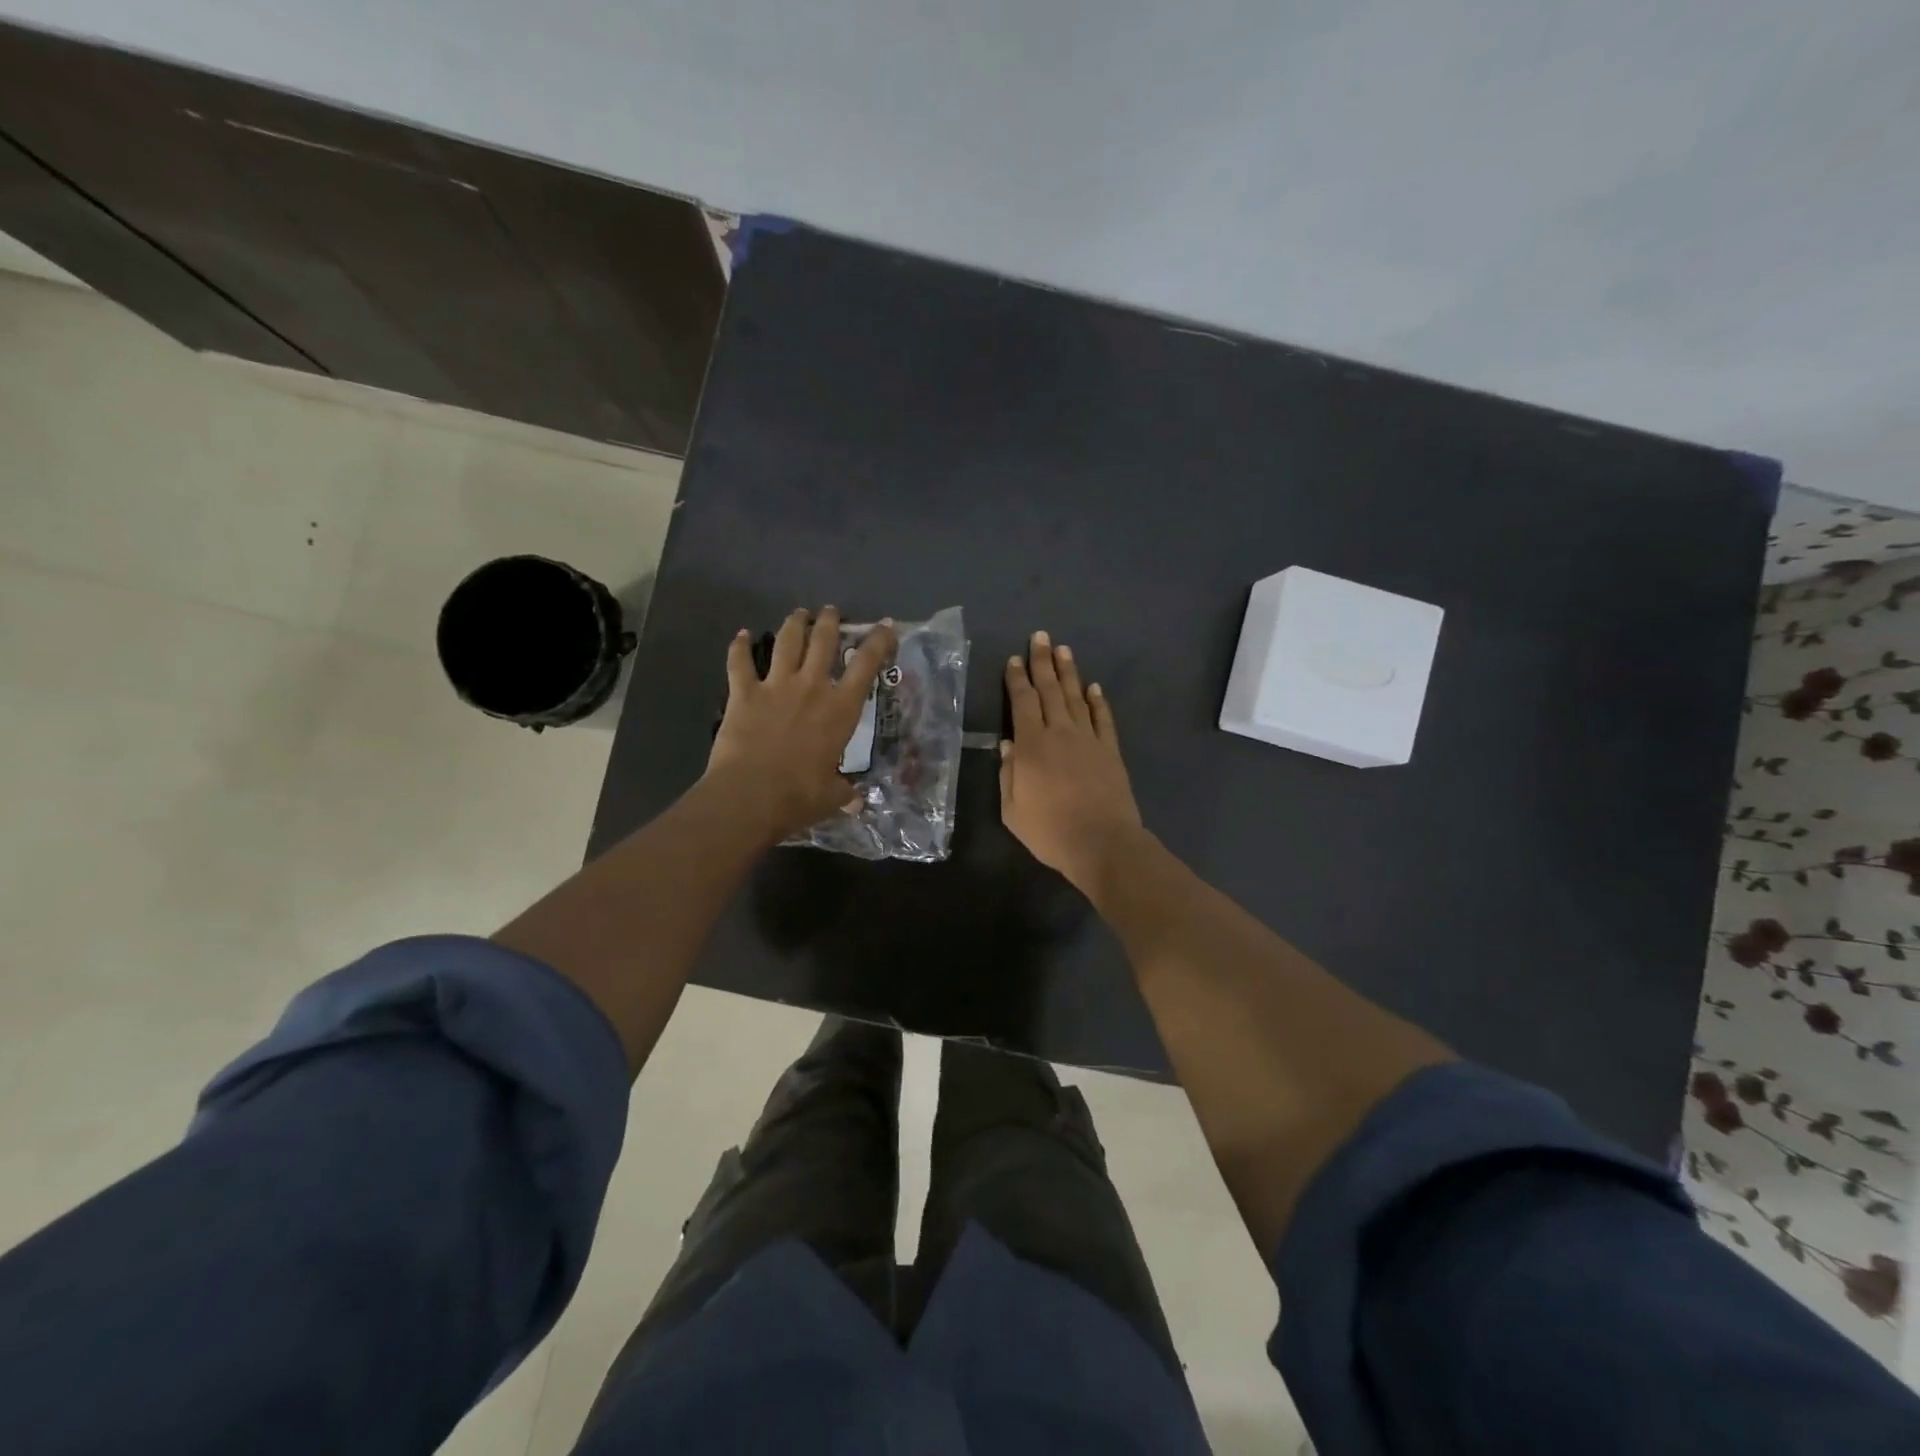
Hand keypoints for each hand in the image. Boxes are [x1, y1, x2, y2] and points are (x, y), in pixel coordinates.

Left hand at [705, 607, 896, 843]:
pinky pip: (740, 662)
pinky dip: (740, 646)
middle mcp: (811, 687)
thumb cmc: (799, 796)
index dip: (879, 641)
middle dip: (830, 622)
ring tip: (798, 614)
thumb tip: (856, 802)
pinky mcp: (743, 693)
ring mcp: (776, 686)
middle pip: (824, 641)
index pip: (866, 665)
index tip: (886, 626)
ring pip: (787, 642)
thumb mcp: (831, 796)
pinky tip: (742, 635)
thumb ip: (844, 792)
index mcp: (840, 709)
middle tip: (831, 612)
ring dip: (795, 624)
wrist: (750, 795)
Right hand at [1001, 631, 1144, 892]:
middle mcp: (1059, 733)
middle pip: (1049, 690)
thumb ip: (1008, 775)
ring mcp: (1088, 739)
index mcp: (1031, 747)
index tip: (1014, 660)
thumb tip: (1007, 745)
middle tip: (1039, 637)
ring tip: (1063, 649)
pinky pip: (1102, 719)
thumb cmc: (1050, 831)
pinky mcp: (1110, 751)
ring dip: (1068, 672)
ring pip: (1075, 698)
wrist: (1102, 843)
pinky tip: (1093, 687)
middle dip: (1042, 662)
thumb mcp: (1013, 810)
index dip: (1017, 679)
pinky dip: (1097, 701)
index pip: (1022, 703)